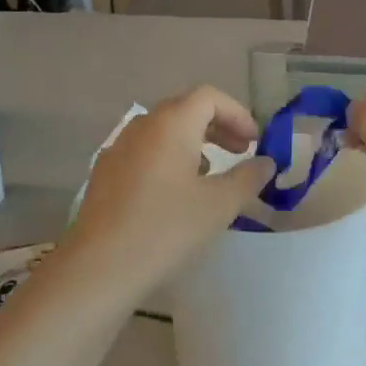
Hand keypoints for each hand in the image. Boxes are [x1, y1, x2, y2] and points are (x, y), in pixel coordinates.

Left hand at [66, 87, 271, 302]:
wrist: (99, 268)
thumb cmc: (166, 229)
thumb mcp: (219, 205)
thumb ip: (248, 178)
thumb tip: (266, 162)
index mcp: (171, 124)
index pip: (209, 97)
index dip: (237, 113)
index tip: (254, 141)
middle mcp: (141, 126)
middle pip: (184, 109)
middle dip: (217, 126)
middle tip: (239, 151)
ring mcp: (117, 149)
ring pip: (162, 131)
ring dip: (192, 142)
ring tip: (209, 174)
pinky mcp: (104, 174)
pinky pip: (143, 151)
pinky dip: (167, 158)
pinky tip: (174, 193)